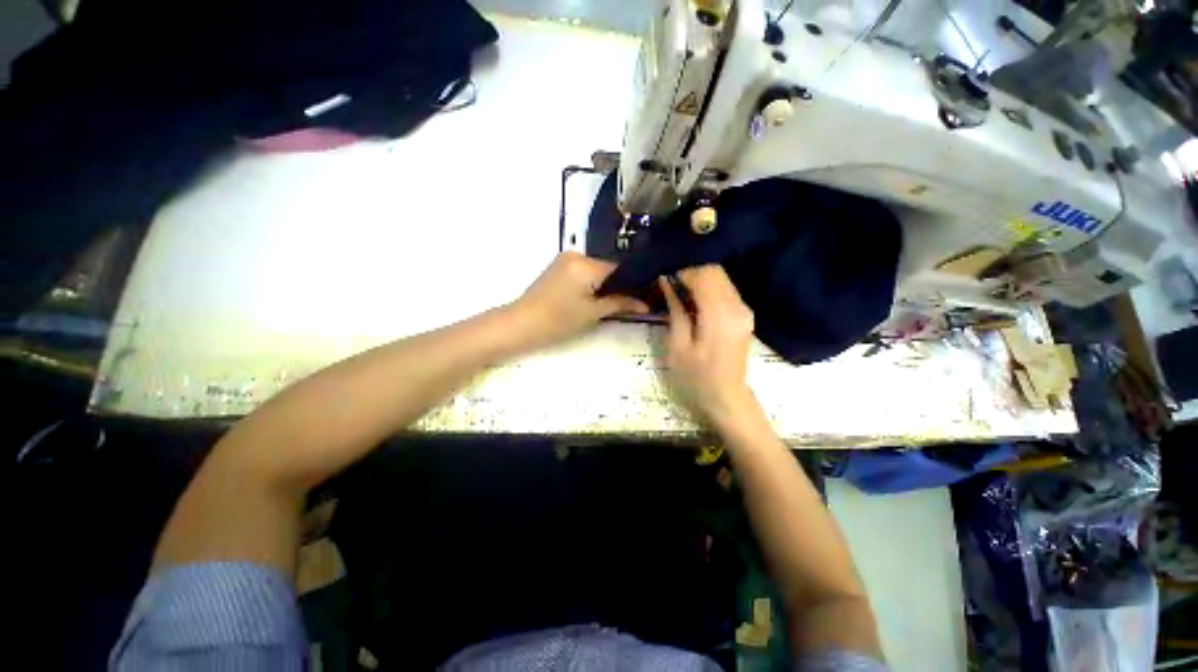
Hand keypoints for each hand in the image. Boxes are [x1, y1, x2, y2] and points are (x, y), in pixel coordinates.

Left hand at [507, 252, 648, 349]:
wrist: (521, 323)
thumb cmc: (558, 321)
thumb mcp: (592, 313)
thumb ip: (620, 304)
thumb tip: (646, 304)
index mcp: (586, 265)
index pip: (620, 269)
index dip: (635, 283)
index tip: (646, 296)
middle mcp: (577, 254)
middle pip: (608, 268)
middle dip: (620, 284)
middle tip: (632, 302)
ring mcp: (566, 258)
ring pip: (597, 269)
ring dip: (606, 284)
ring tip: (614, 301)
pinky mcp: (559, 265)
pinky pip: (585, 270)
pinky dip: (593, 282)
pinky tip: (596, 296)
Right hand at [660, 265, 757, 426]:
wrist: (726, 398)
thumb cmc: (696, 377)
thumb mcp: (677, 346)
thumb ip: (675, 310)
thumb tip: (667, 282)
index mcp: (719, 315)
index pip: (704, 275)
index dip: (683, 273)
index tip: (666, 282)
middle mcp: (737, 307)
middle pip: (715, 272)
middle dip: (691, 274)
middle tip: (671, 288)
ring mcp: (745, 311)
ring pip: (722, 279)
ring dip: (700, 281)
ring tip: (681, 296)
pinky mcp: (745, 316)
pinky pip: (726, 291)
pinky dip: (709, 290)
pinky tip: (695, 305)